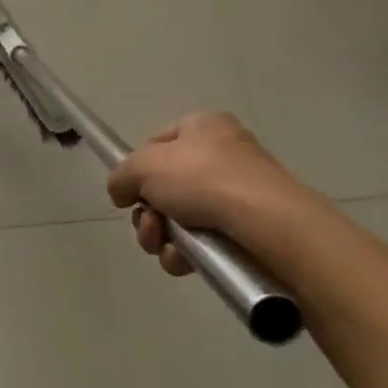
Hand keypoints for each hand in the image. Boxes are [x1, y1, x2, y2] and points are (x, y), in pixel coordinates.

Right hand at [105, 113, 308, 274]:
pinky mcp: (249, 232)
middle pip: (165, 187)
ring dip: (160, 235)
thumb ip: (120, 177)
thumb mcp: (141, 166)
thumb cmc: (201, 178)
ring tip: (164, 244)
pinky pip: (203, 243)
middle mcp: (223, 156)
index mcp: (203, 127)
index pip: (158, 143)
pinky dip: (185, 254)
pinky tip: (183, 260)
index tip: (131, 190)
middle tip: (149, 223)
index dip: (139, 168)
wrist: (267, 223)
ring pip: (180, 219)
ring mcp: (239, 195)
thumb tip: (122, 193)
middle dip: (147, 212)